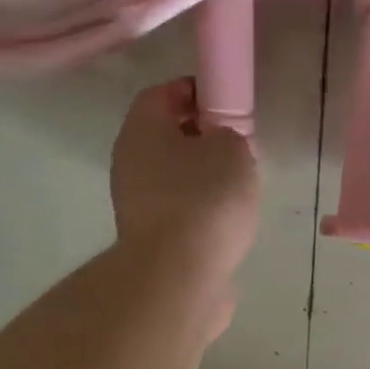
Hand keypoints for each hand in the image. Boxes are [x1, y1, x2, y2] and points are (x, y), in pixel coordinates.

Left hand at [111, 78, 260, 276]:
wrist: (178, 277)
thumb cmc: (204, 199)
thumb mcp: (232, 149)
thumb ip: (230, 135)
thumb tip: (221, 145)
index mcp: (141, 129)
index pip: (161, 94)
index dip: (194, 91)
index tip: (226, 102)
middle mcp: (129, 164)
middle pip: (165, 138)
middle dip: (201, 139)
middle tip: (237, 147)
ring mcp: (136, 206)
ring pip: (172, 178)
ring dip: (202, 179)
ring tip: (239, 190)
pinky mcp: (151, 242)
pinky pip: (179, 213)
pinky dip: (201, 213)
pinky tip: (228, 224)